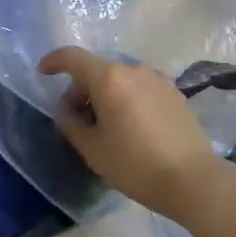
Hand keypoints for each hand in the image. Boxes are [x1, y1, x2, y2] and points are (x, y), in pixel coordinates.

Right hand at [37, 47, 219, 217]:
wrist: (193, 180)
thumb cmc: (135, 164)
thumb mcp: (92, 149)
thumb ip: (71, 124)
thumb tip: (66, 110)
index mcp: (108, 78)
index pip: (73, 57)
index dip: (54, 61)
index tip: (42, 73)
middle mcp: (133, 70)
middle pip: (97, 69)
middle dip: (80, 89)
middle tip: (75, 119)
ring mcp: (157, 80)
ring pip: (120, 79)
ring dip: (105, 94)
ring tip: (104, 125)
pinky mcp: (174, 93)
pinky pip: (140, 88)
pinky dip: (126, 98)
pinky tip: (129, 126)